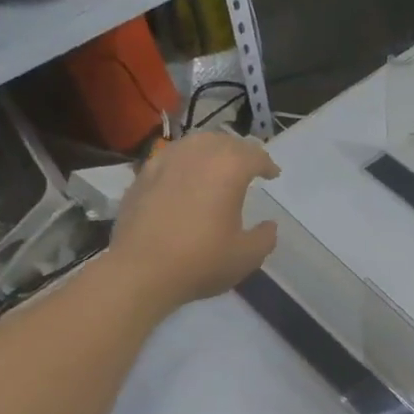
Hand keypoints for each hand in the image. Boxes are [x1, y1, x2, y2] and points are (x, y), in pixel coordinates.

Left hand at [105, 131, 279, 318]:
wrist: (140, 271)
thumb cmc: (201, 261)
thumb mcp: (248, 256)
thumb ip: (265, 237)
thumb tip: (268, 225)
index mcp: (229, 169)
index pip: (254, 155)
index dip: (267, 164)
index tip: (273, 174)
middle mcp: (197, 155)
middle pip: (224, 141)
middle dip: (240, 151)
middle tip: (248, 165)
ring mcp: (165, 162)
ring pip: (194, 143)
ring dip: (211, 150)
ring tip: (217, 165)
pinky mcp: (142, 176)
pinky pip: (170, 157)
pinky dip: (184, 160)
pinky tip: (184, 176)